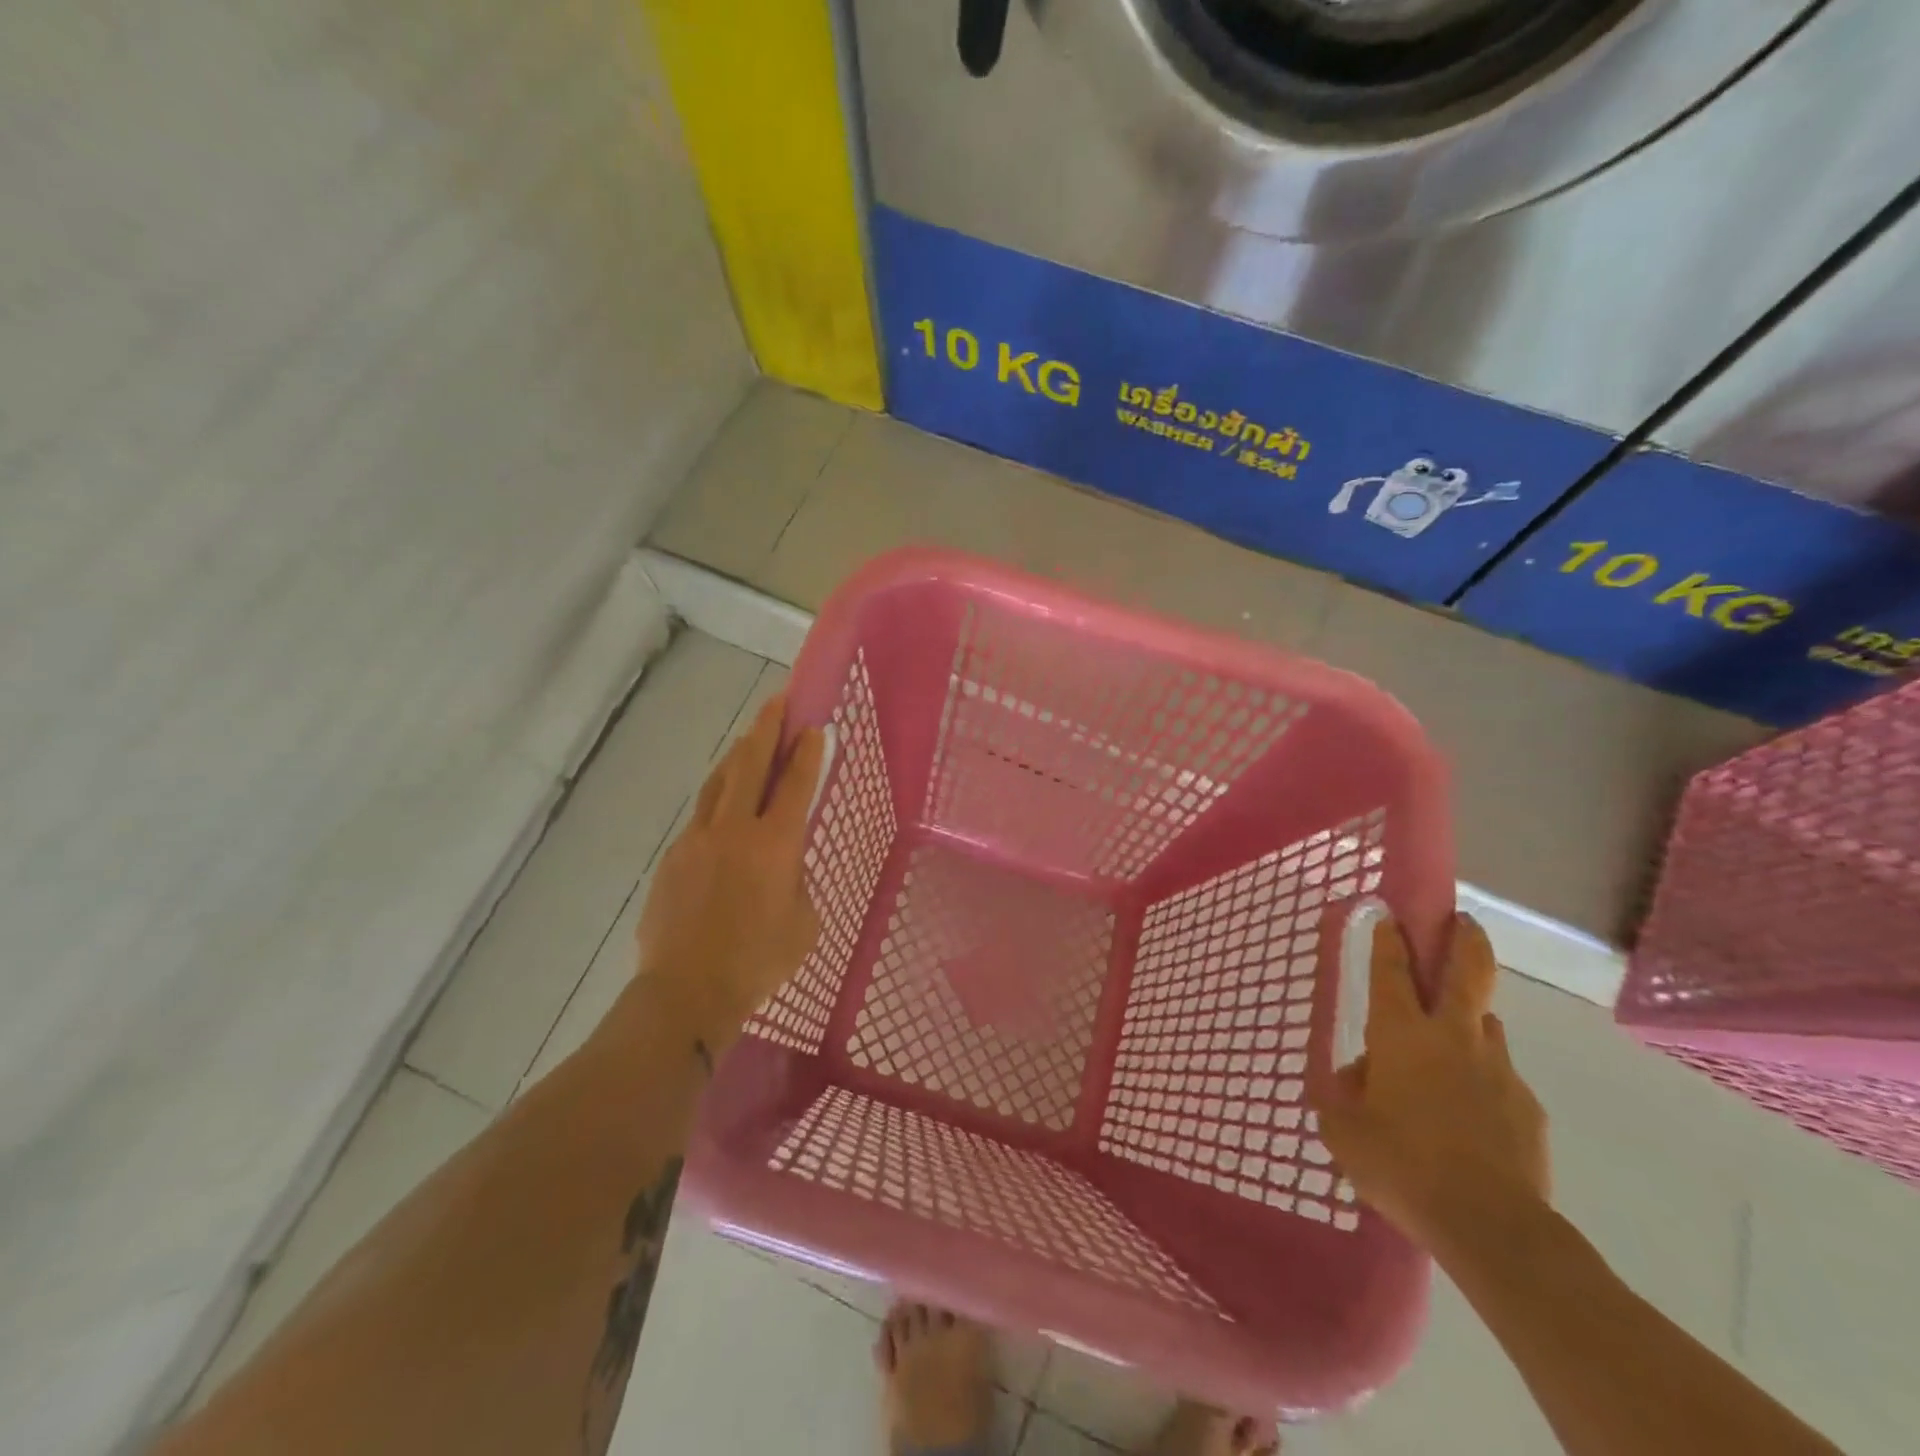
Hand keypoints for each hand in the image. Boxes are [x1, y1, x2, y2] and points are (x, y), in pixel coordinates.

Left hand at [631, 693, 824, 1050]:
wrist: (686, 992)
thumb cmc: (758, 962)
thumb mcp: (803, 923)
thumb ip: (796, 881)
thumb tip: (782, 865)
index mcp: (775, 845)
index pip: (795, 784)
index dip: (807, 752)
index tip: (814, 726)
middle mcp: (734, 830)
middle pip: (750, 765)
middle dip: (767, 729)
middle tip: (778, 702)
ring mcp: (697, 840)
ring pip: (718, 783)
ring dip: (737, 756)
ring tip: (749, 739)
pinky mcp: (673, 858)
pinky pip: (700, 817)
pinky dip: (717, 800)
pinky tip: (723, 807)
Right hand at [1312, 913, 1549, 1255]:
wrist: (1492, 1227)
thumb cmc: (1401, 1164)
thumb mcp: (1344, 1130)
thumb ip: (1345, 1093)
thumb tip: (1363, 1076)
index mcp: (1401, 1035)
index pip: (1391, 971)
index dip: (1388, 940)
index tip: (1388, 914)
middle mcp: (1453, 1038)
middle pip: (1467, 972)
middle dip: (1463, 939)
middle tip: (1461, 920)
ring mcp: (1498, 1069)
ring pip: (1487, 1025)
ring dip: (1471, 1021)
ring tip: (1452, 1047)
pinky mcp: (1527, 1108)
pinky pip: (1500, 1079)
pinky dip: (1483, 1082)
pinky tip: (1470, 1117)